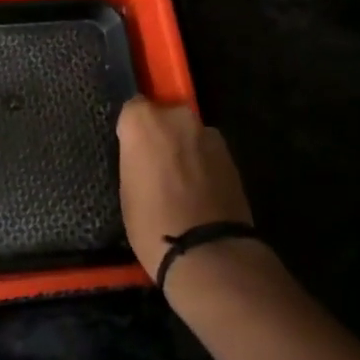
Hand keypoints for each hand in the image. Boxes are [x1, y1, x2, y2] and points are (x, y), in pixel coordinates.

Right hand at [116, 97, 253, 277]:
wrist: (206, 250)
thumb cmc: (151, 221)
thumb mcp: (127, 188)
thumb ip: (135, 159)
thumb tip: (144, 157)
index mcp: (144, 121)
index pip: (133, 109)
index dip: (132, 130)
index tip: (130, 151)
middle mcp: (177, 118)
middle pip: (165, 117)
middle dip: (161, 135)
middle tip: (154, 165)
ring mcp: (208, 135)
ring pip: (189, 134)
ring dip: (184, 149)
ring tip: (179, 182)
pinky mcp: (231, 156)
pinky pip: (207, 152)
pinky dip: (202, 164)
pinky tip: (198, 191)